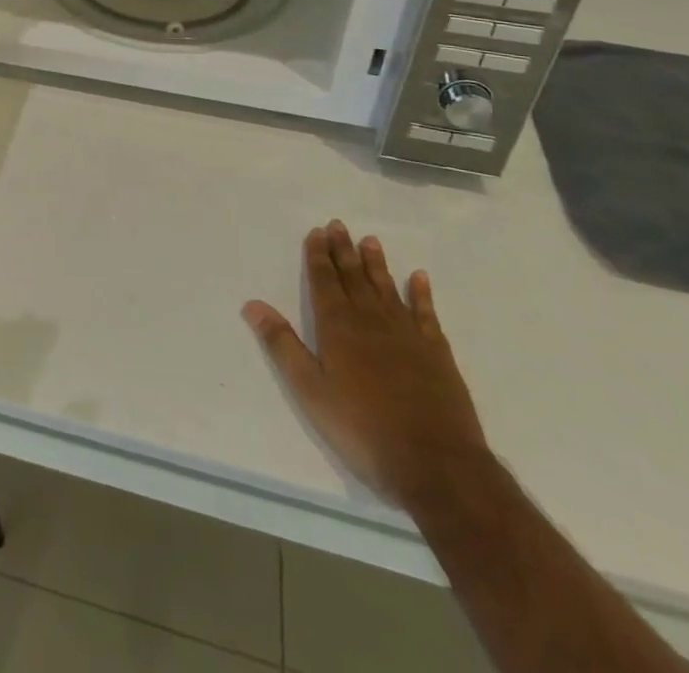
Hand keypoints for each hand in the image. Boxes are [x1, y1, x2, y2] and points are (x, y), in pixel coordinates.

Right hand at [243, 221, 489, 509]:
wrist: (436, 464)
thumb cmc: (363, 428)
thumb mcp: (310, 390)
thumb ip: (282, 345)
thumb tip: (252, 304)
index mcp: (338, 327)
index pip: (324, 281)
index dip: (318, 255)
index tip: (317, 232)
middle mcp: (371, 320)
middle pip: (353, 277)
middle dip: (343, 250)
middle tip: (338, 224)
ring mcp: (407, 334)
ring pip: (387, 288)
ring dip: (376, 263)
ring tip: (370, 240)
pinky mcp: (436, 352)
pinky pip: (426, 313)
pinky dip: (421, 293)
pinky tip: (419, 277)